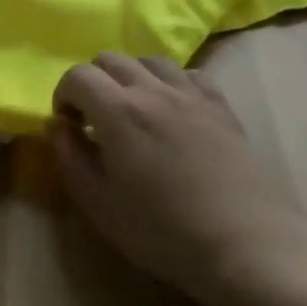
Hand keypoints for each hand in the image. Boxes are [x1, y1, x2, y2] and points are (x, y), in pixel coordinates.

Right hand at [50, 54, 306, 305]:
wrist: (248, 247)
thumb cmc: (163, 232)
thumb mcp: (99, 204)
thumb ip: (70, 157)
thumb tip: (58, 126)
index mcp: (117, 111)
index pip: (77, 76)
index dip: (63, 95)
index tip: (68, 125)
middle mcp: (152, 90)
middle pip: (111, 59)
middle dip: (93, 82)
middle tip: (95, 118)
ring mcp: (192, 96)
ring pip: (150, 60)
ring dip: (132, 76)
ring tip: (133, 110)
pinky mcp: (222, 108)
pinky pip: (190, 75)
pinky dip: (172, 83)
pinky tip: (174, 111)